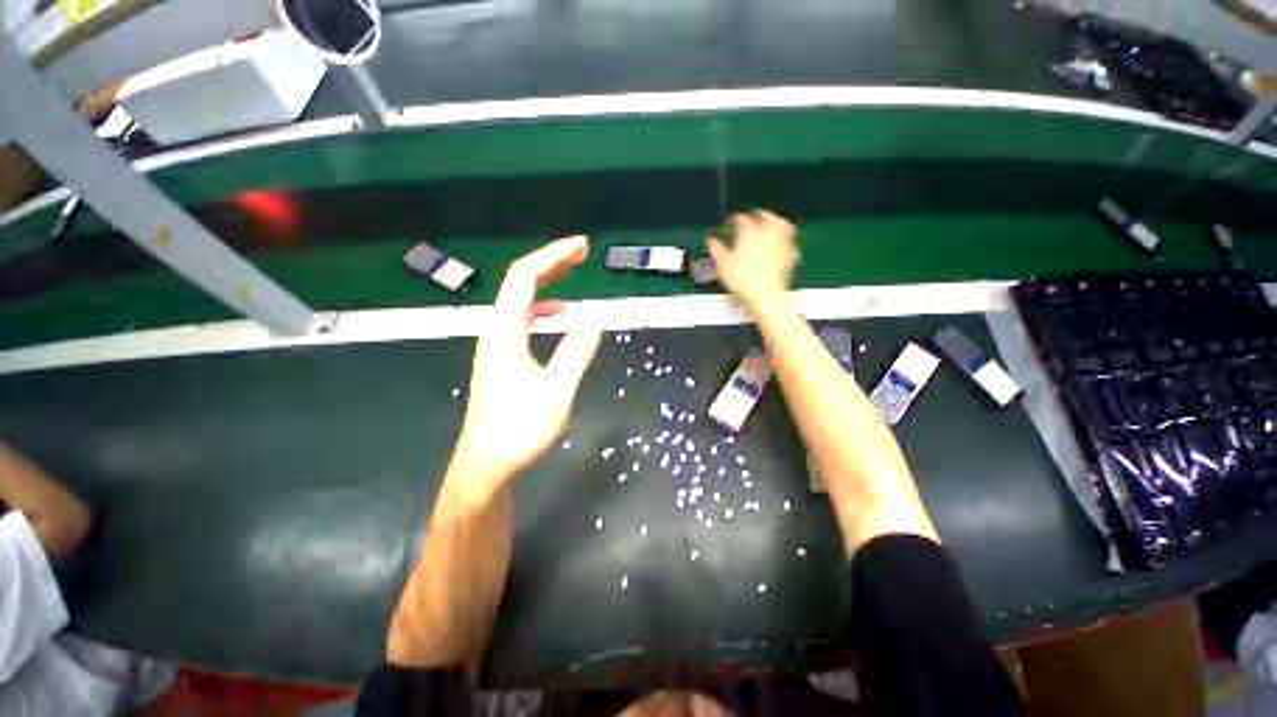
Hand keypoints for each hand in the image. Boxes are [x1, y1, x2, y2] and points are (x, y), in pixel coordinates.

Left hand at [452, 236, 601, 499]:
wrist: (487, 463)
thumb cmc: (520, 429)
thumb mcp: (557, 391)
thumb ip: (576, 353)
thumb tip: (595, 320)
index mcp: (505, 332)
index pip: (525, 278)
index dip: (553, 256)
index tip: (582, 247)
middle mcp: (496, 331)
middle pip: (520, 283)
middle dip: (552, 263)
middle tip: (582, 253)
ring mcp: (497, 344)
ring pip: (521, 301)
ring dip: (548, 283)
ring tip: (573, 274)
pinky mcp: (502, 358)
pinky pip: (522, 319)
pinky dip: (542, 307)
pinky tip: (558, 315)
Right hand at [707, 210, 799, 311]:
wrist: (765, 295)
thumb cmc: (744, 280)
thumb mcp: (723, 266)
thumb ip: (717, 251)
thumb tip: (712, 243)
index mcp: (749, 233)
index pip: (741, 220)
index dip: (736, 219)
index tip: (733, 220)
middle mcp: (767, 234)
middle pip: (767, 217)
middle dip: (761, 214)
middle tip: (757, 214)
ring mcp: (780, 245)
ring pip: (783, 226)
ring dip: (778, 222)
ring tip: (775, 222)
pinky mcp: (789, 257)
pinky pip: (790, 244)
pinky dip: (786, 242)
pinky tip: (784, 246)